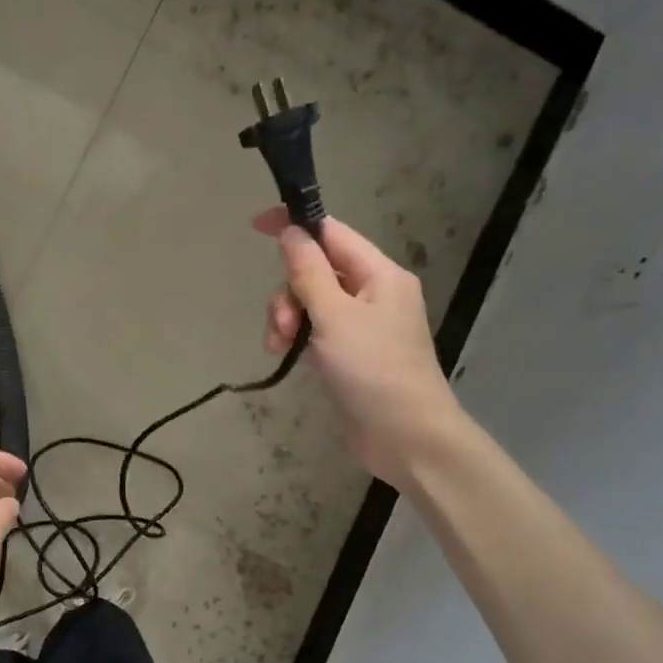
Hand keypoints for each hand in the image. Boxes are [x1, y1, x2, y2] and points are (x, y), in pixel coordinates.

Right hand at [254, 207, 460, 488]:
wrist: (406, 436)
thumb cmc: (373, 371)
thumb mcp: (335, 317)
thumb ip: (309, 272)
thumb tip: (291, 231)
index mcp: (380, 274)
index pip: (332, 233)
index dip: (295, 226)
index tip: (256, 225)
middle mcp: (374, 294)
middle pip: (317, 271)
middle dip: (289, 293)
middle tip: (282, 328)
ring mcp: (362, 327)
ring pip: (312, 304)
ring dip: (288, 320)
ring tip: (280, 348)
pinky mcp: (351, 355)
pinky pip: (317, 332)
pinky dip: (299, 339)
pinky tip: (288, 357)